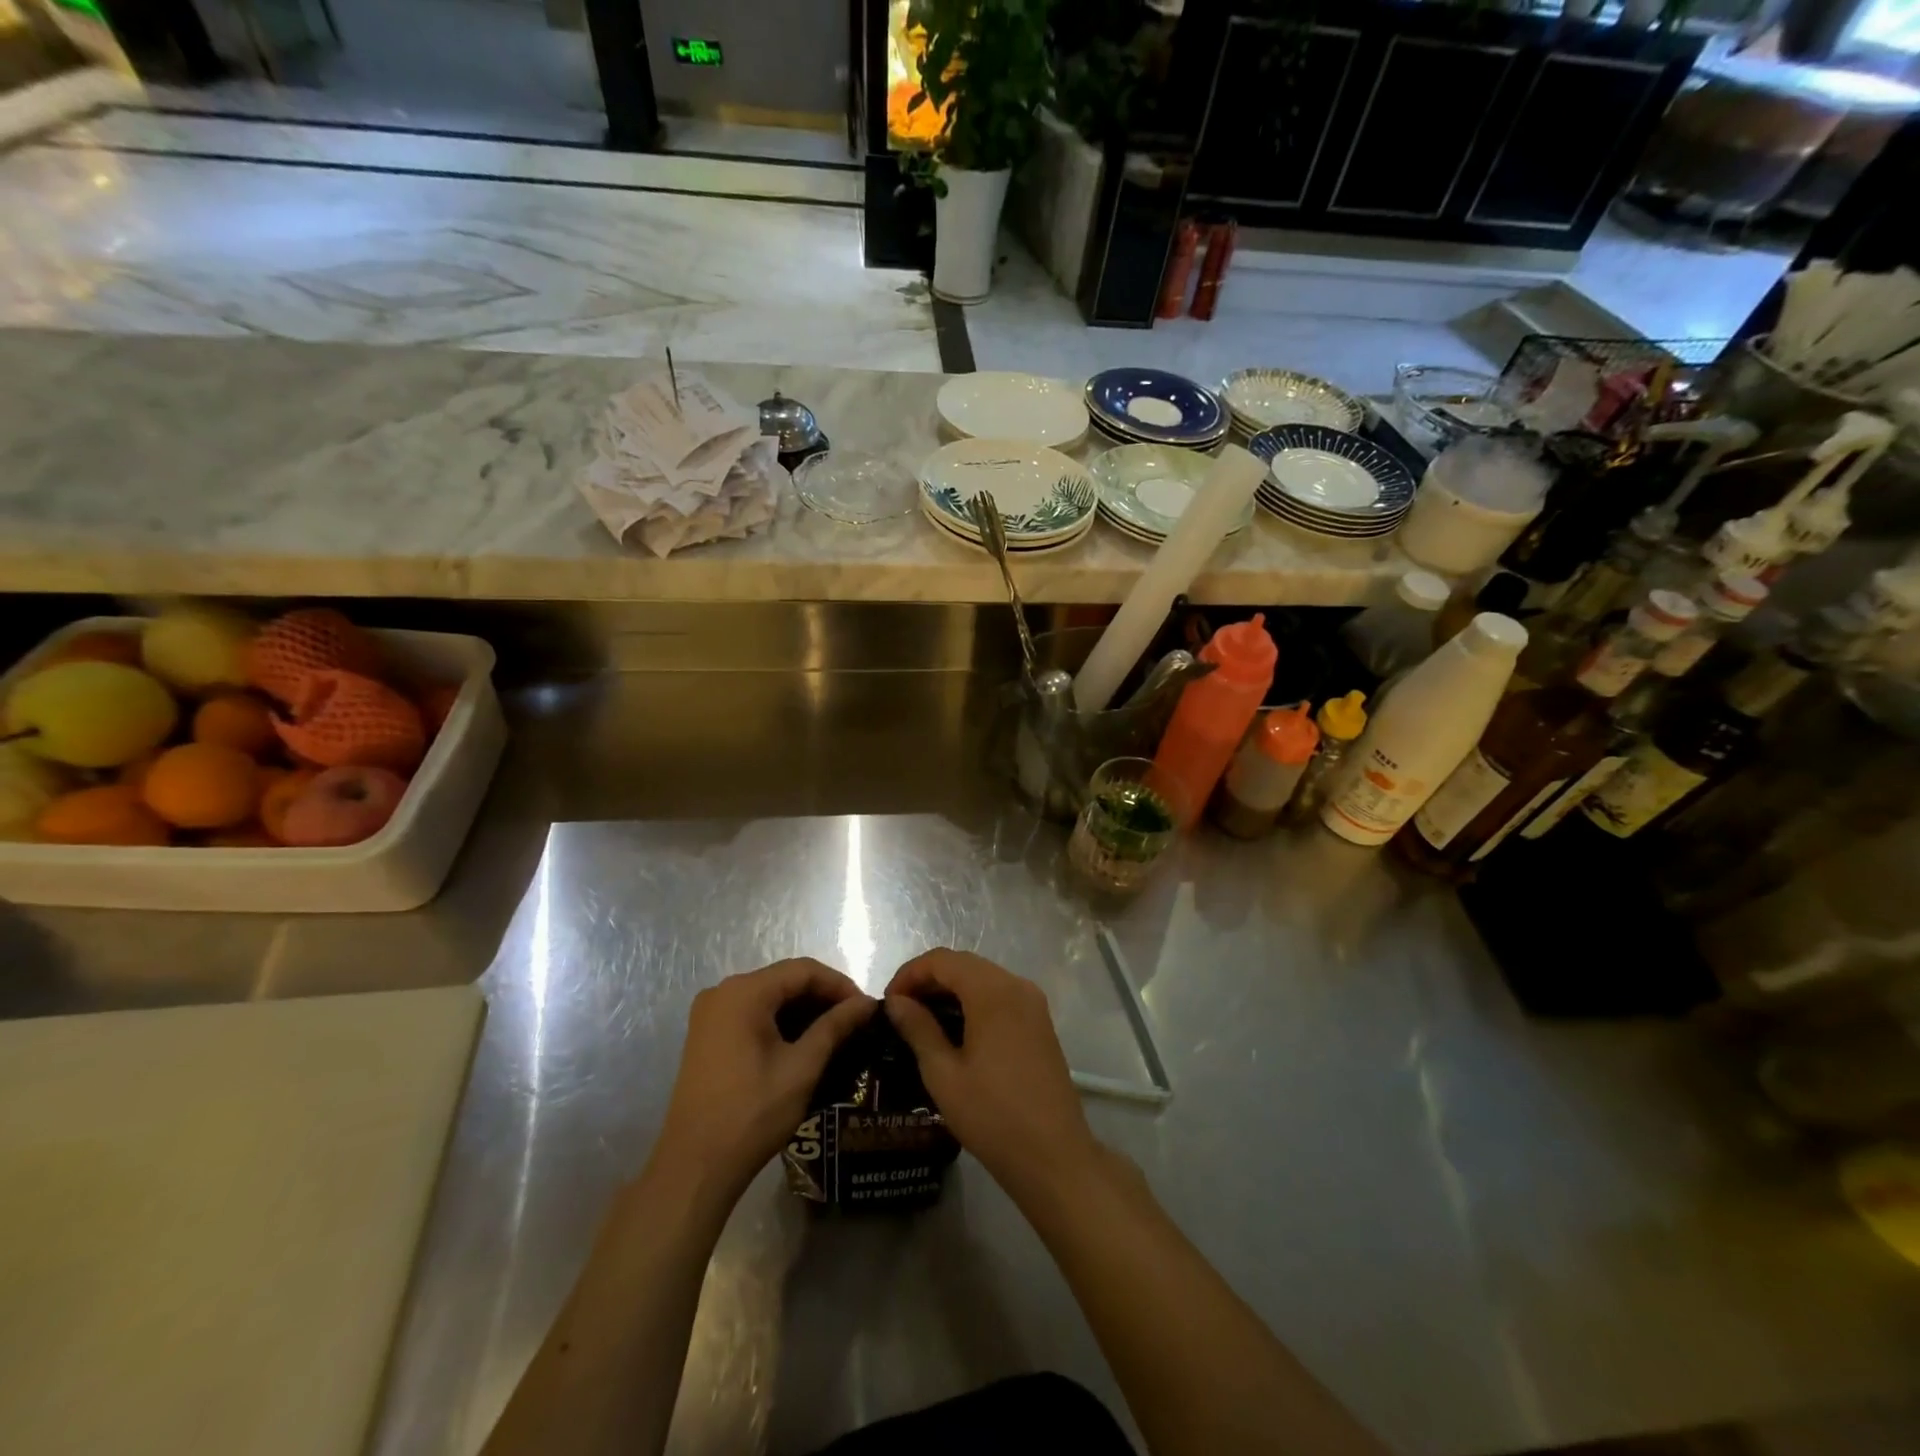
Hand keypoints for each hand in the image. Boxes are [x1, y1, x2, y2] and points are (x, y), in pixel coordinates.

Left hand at [649, 959, 872, 1211]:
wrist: (694, 1168)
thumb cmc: (752, 1114)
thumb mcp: (801, 1068)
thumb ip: (835, 1027)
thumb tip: (867, 1003)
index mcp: (743, 992)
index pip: (803, 970)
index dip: (839, 985)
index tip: (866, 1009)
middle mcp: (723, 992)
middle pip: (784, 980)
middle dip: (822, 998)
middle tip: (854, 1023)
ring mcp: (710, 1014)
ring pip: (769, 997)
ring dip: (803, 1011)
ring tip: (835, 1034)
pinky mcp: (706, 1035)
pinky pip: (752, 1014)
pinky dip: (780, 1023)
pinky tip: (803, 1044)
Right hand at [884, 949, 1099, 1200]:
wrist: (1053, 1156)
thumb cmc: (992, 1115)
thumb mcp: (943, 1074)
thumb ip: (918, 1029)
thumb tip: (895, 1002)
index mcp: (993, 991)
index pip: (942, 960)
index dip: (910, 974)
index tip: (887, 1003)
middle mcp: (1016, 985)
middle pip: (964, 964)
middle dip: (928, 980)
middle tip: (900, 1012)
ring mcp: (1033, 1003)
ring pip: (983, 978)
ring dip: (951, 990)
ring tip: (922, 1021)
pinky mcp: (1040, 1022)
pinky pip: (1000, 996)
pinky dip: (973, 1002)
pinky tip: (955, 1031)